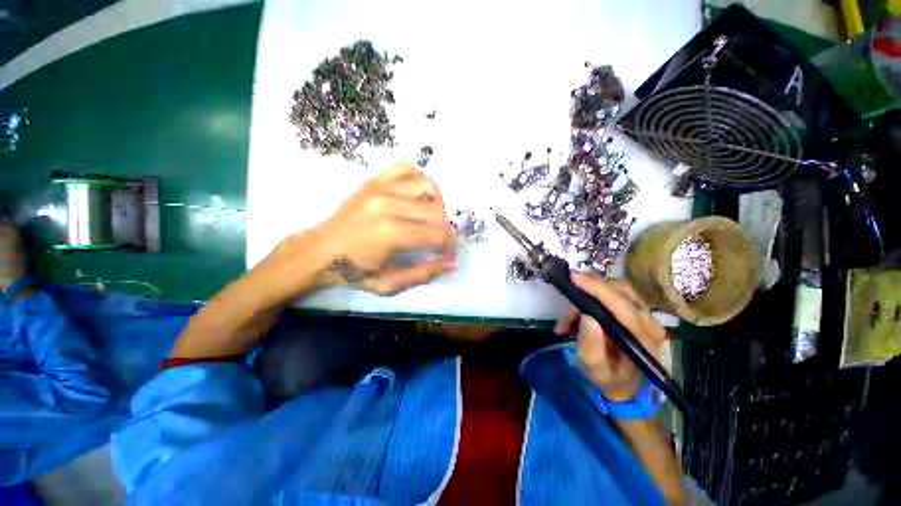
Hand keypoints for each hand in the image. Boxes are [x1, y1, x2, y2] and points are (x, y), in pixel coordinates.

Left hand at [316, 161, 455, 294]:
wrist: (320, 250)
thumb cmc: (354, 271)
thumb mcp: (389, 284)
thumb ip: (423, 274)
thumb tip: (452, 263)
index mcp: (392, 233)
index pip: (439, 234)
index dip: (450, 246)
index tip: (446, 255)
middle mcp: (390, 205)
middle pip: (437, 212)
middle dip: (444, 230)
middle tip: (437, 243)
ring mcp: (381, 188)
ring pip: (428, 187)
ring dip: (436, 205)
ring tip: (429, 219)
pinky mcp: (374, 181)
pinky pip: (407, 168)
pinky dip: (418, 180)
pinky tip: (416, 197)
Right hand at [554, 273, 667, 401]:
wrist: (625, 384)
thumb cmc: (609, 378)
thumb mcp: (594, 370)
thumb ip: (590, 347)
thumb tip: (586, 317)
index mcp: (643, 341)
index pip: (623, 306)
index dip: (598, 289)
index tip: (574, 278)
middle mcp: (650, 323)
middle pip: (620, 291)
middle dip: (589, 290)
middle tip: (568, 306)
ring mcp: (647, 315)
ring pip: (618, 287)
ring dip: (590, 292)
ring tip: (572, 314)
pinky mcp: (638, 309)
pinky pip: (616, 290)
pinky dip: (594, 293)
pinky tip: (581, 310)